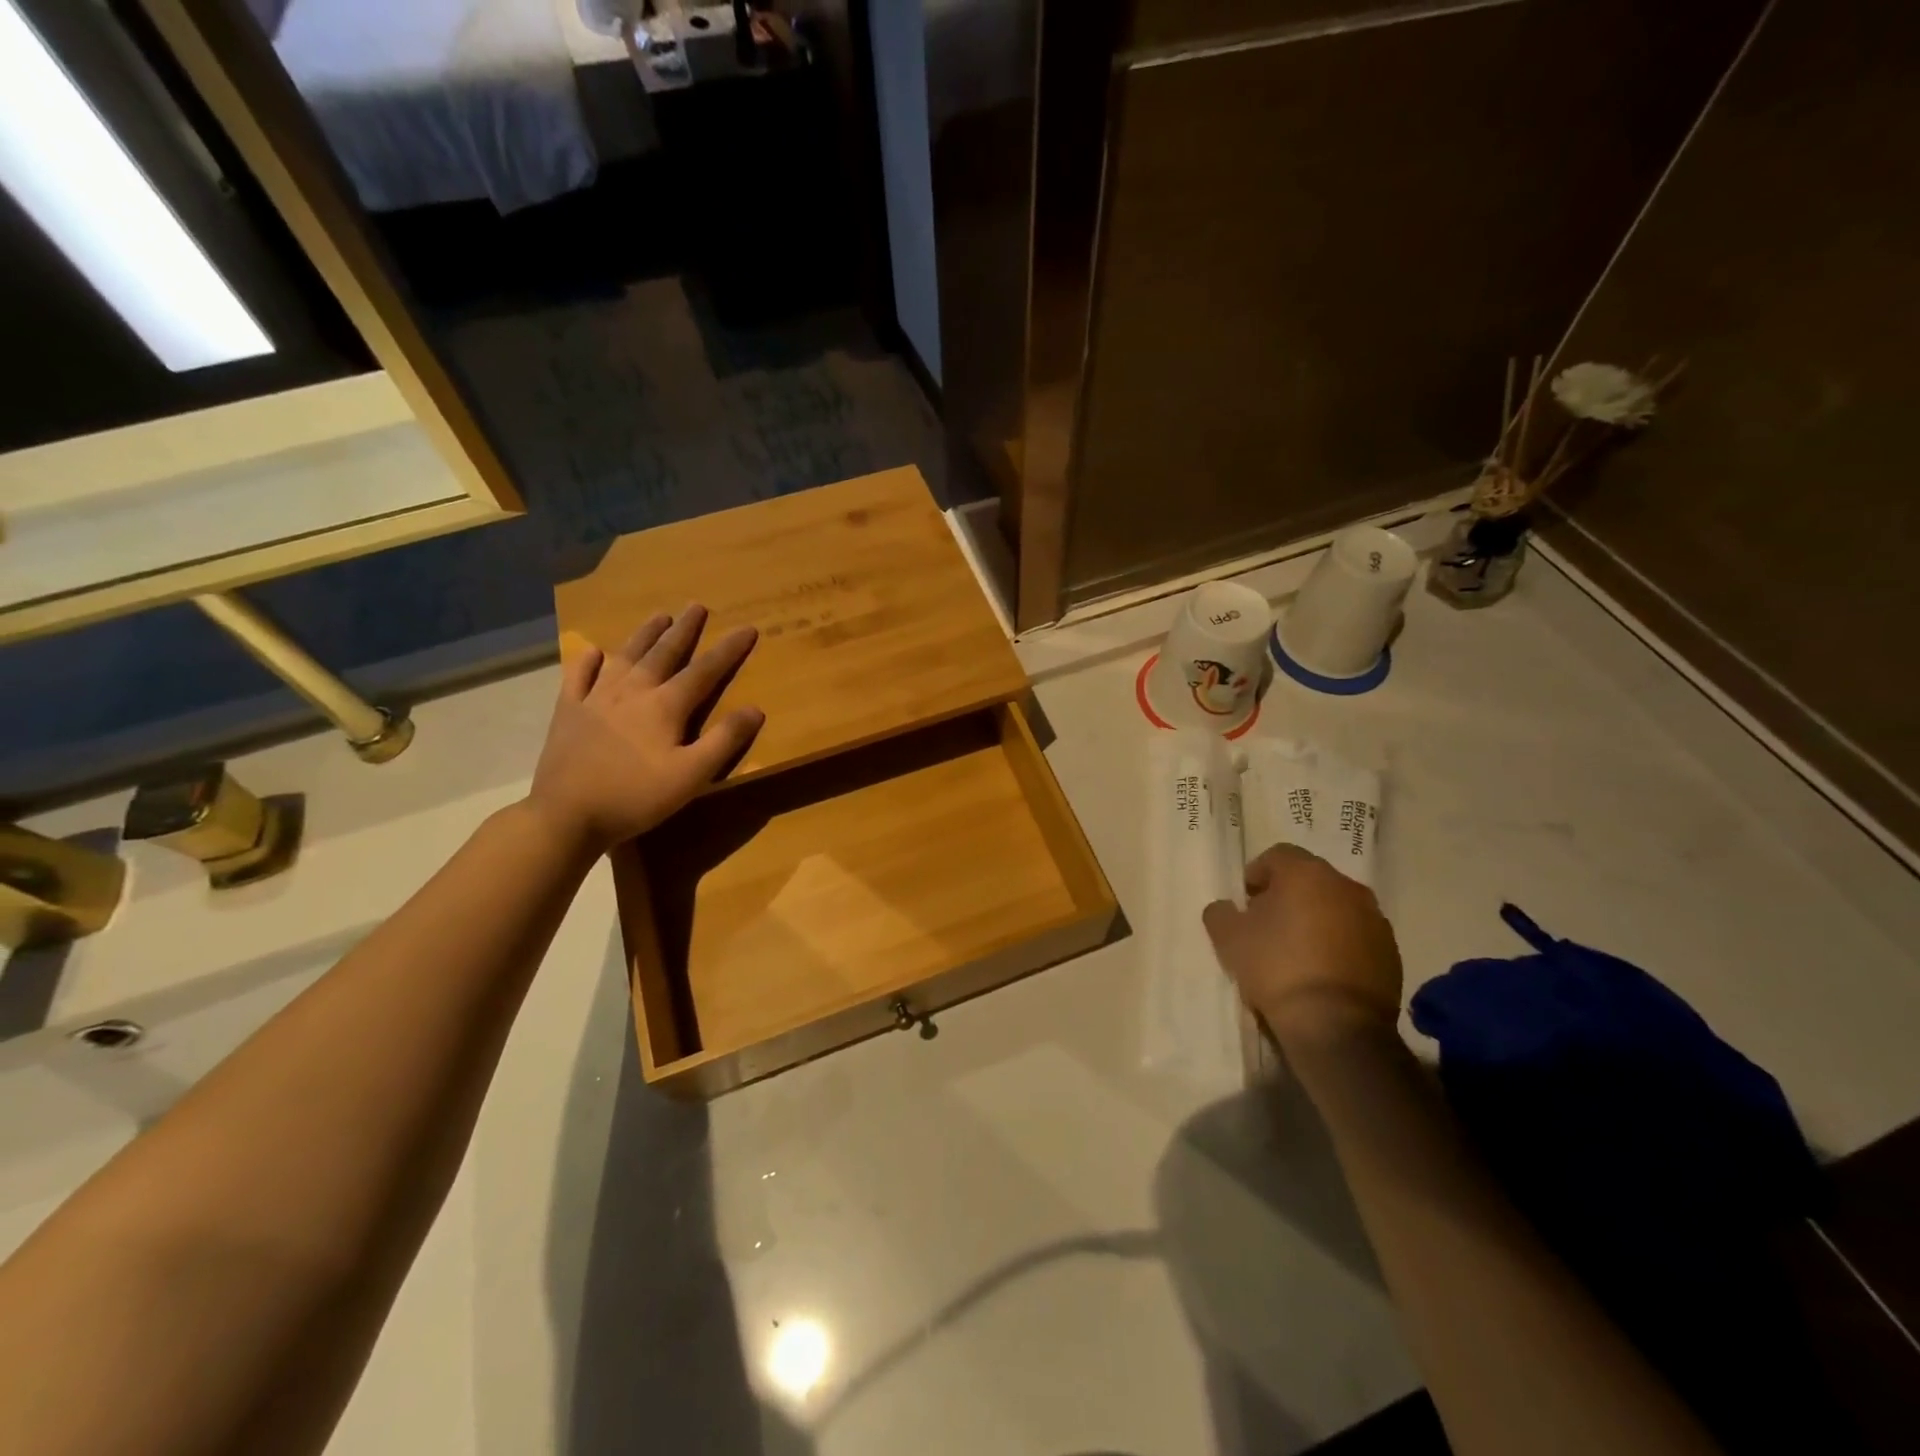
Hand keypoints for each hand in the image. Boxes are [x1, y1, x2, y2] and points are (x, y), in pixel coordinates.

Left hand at [526, 606, 763, 854]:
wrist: (566, 815)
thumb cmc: (636, 797)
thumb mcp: (692, 776)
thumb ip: (724, 740)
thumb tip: (755, 709)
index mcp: (665, 706)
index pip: (704, 671)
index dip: (728, 650)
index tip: (747, 628)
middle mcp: (632, 691)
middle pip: (663, 653)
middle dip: (684, 630)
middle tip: (697, 606)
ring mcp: (596, 699)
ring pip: (625, 657)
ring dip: (644, 635)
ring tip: (658, 616)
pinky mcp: (568, 712)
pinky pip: (579, 677)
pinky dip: (588, 662)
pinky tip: (594, 652)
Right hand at [1203, 844, 1403, 1047]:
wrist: (1336, 1026)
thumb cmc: (1277, 969)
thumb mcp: (1229, 939)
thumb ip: (1220, 913)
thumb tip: (1226, 908)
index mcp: (1306, 874)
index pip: (1277, 855)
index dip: (1257, 874)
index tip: (1246, 901)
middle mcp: (1346, 887)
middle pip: (1310, 879)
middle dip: (1287, 895)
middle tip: (1267, 924)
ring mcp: (1374, 919)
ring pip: (1336, 906)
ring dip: (1317, 918)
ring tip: (1296, 950)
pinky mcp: (1390, 952)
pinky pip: (1357, 935)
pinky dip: (1340, 943)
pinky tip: (1322, 971)